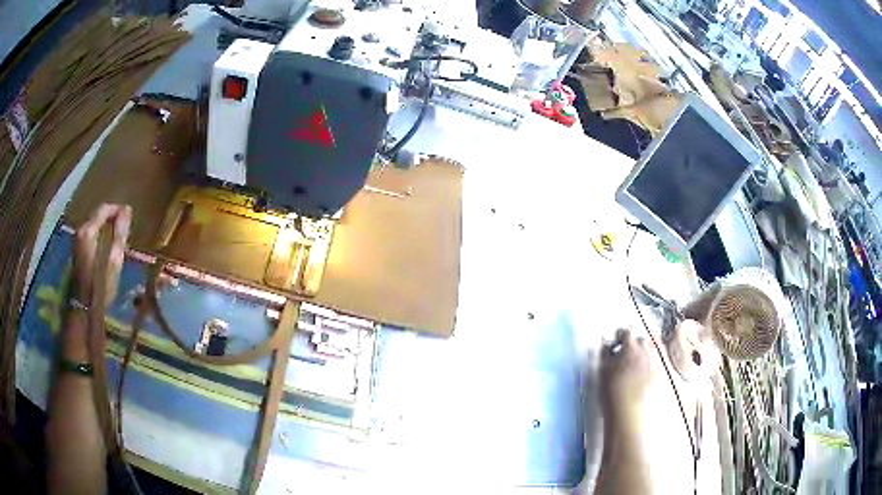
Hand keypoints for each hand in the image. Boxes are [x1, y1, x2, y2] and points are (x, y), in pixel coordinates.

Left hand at [73, 204, 131, 308]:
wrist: (84, 308)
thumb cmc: (100, 286)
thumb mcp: (114, 260)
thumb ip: (120, 234)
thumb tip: (127, 210)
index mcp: (88, 231)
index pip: (104, 209)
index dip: (117, 209)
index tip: (129, 215)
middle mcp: (80, 231)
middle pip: (97, 215)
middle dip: (111, 218)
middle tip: (125, 227)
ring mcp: (77, 241)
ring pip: (94, 225)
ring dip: (106, 227)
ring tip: (118, 236)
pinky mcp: (77, 250)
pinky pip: (90, 234)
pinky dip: (100, 235)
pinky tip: (107, 245)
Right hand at [600, 328, 651, 419]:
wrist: (626, 409)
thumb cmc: (614, 390)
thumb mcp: (604, 369)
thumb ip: (606, 353)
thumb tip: (606, 346)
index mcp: (631, 348)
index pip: (626, 333)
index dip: (618, 336)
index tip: (614, 341)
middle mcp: (645, 353)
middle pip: (640, 340)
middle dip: (631, 344)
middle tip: (621, 353)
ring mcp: (652, 364)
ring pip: (647, 352)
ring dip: (639, 354)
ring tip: (628, 364)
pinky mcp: (654, 375)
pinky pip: (650, 363)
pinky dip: (644, 365)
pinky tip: (635, 374)